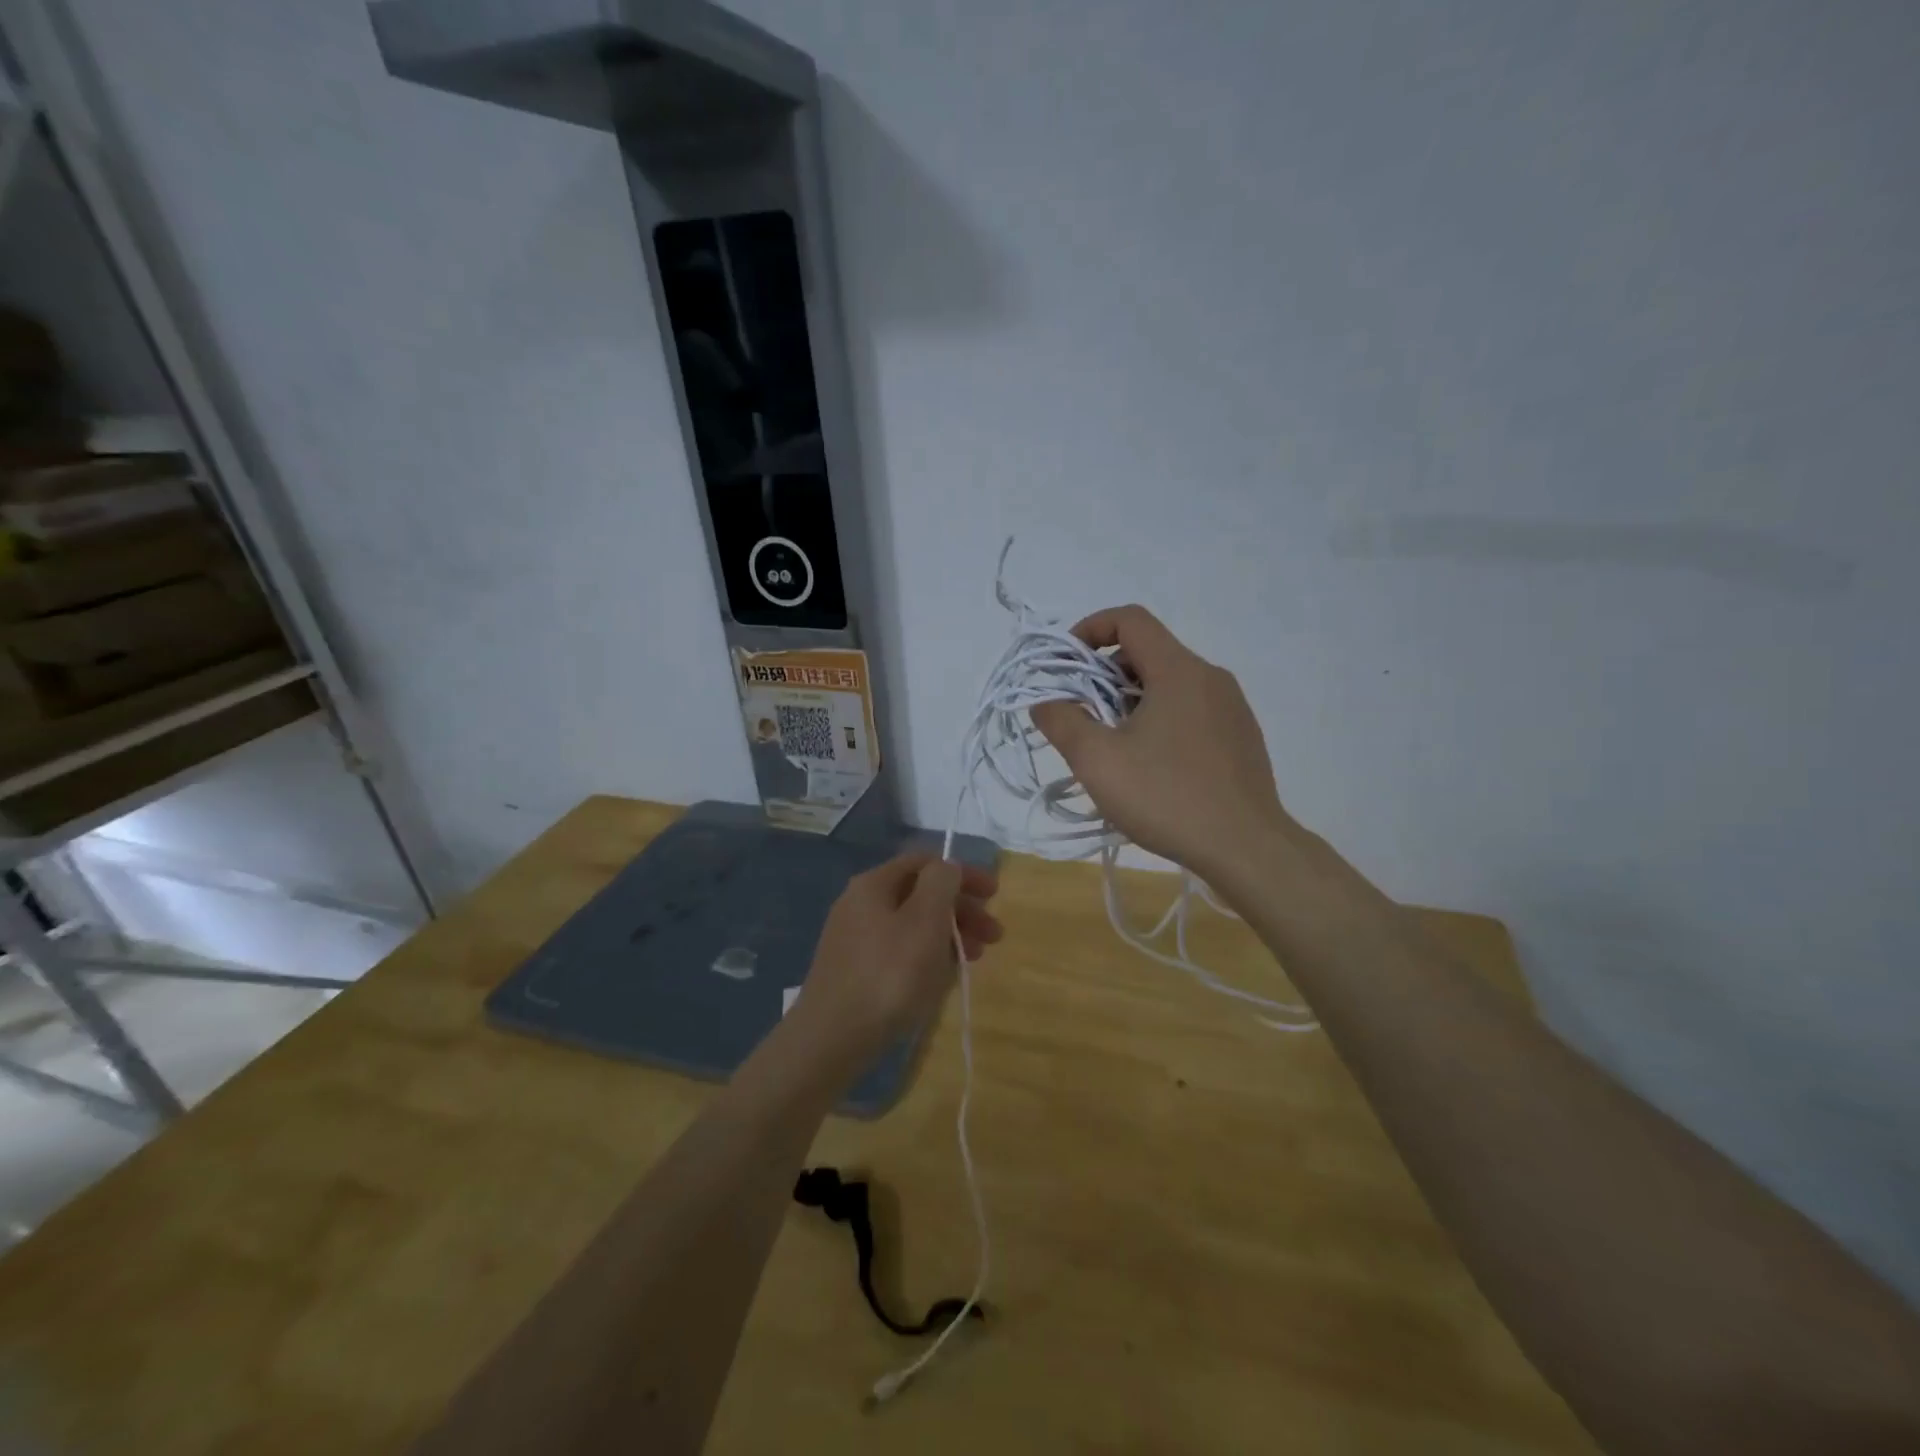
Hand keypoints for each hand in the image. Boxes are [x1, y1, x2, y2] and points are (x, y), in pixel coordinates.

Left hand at [790, 853, 1001, 1064]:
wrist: (831, 1039)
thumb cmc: (888, 974)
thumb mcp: (925, 920)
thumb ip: (941, 883)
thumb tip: (948, 867)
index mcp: (874, 884)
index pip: (925, 862)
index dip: (964, 873)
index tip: (994, 896)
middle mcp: (860, 904)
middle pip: (920, 893)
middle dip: (961, 909)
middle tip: (994, 936)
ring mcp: (855, 939)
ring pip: (912, 925)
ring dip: (948, 935)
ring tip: (974, 959)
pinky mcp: (854, 971)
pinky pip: (899, 951)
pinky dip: (926, 956)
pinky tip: (941, 978)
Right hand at [1031, 605, 1291, 879]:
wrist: (1246, 848)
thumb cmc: (1167, 797)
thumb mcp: (1097, 760)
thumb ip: (1062, 721)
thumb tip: (1045, 701)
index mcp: (1179, 670)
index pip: (1130, 620)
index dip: (1090, 630)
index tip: (1066, 665)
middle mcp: (1210, 678)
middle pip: (1148, 652)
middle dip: (1105, 675)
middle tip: (1083, 715)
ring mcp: (1232, 707)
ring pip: (1170, 684)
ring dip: (1132, 701)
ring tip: (1113, 746)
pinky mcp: (1241, 736)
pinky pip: (1192, 710)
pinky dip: (1161, 719)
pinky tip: (1152, 766)